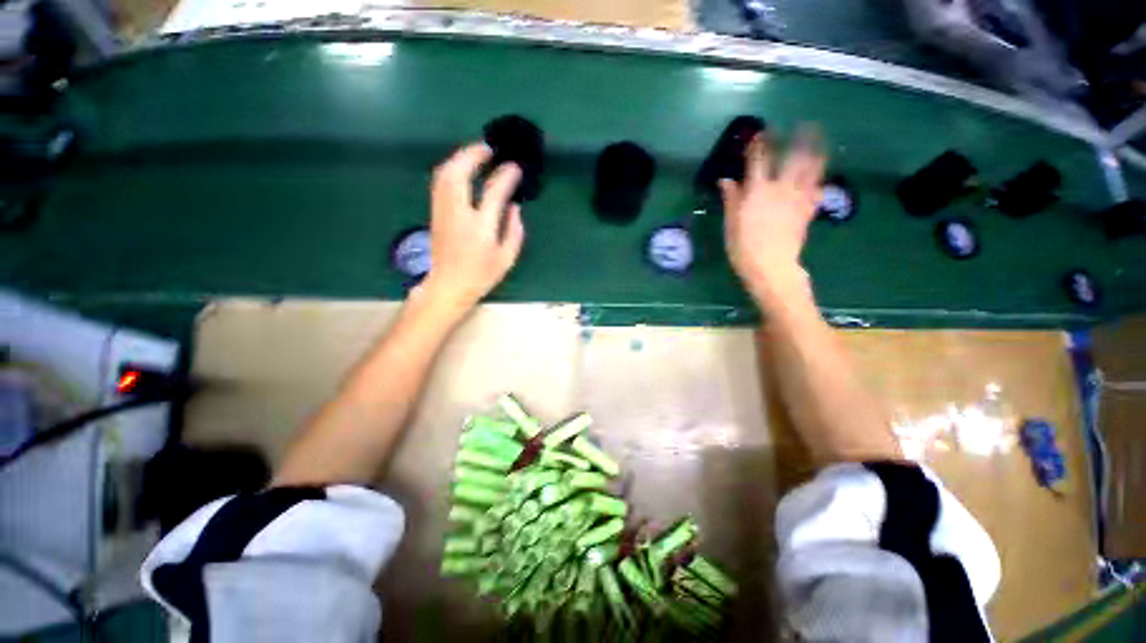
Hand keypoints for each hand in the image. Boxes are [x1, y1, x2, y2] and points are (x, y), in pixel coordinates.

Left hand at [419, 142, 525, 314]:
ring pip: (445, 174)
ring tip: (475, 154)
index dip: (505, 176)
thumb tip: (514, 206)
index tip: (515, 168)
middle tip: (488, 148)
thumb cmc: (481, 276)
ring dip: (459, 158)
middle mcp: (458, 214)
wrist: (448, 286)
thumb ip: (514, 231)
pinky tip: (460, 169)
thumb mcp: (506, 258)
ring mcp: (443, 211)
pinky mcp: (435, 213)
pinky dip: (450, 169)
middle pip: (459, 173)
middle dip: (472, 154)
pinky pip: (440, 183)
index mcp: (480, 227)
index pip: (493, 192)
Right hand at [720, 128, 824, 304]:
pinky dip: (819, 179)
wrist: (771, 266)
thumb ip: (731, 199)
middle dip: (799, 139)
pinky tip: (820, 176)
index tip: (761, 132)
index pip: (760, 161)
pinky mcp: (808, 211)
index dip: (760, 144)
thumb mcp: (731, 224)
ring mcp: (798, 199)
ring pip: (812, 169)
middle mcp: (781, 189)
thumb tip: (725, 180)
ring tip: (821, 140)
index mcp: (758, 191)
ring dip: (817, 152)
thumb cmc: (744, 247)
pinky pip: (818, 189)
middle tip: (805, 125)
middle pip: (793, 158)